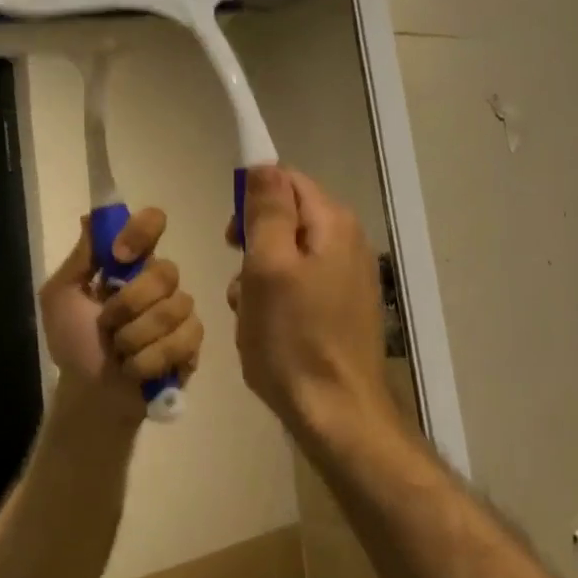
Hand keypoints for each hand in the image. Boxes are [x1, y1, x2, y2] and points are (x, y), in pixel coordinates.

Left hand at [40, 208, 202, 421]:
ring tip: (120, 352)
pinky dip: (151, 359)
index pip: (152, 224)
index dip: (142, 232)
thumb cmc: (73, 342)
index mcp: (130, 263)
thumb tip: (92, 216)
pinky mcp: (192, 343)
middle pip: (166, 271)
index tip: (119, 256)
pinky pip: (184, 339)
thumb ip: (81, 258)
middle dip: (130, 304)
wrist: (88, 394)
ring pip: (174, 308)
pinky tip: (136, 369)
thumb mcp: (60, 297)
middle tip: (107, 325)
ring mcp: (180, 311)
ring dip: (136, 337)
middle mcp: (159, 280)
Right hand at [228, 167, 392, 435]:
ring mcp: (347, 277)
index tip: (231, 235)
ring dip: (259, 275)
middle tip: (239, 278)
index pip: (286, 180)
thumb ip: (267, 210)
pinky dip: (276, 297)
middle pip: (288, 217)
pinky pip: (298, 283)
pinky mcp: (341, 307)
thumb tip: (264, 163)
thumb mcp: (268, 266)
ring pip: (287, 254)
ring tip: (250, 311)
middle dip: (254, 243)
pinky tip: (267, 327)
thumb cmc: (293, 338)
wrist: (336, 414)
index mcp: (333, 224)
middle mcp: (347, 242)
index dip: (252, 198)